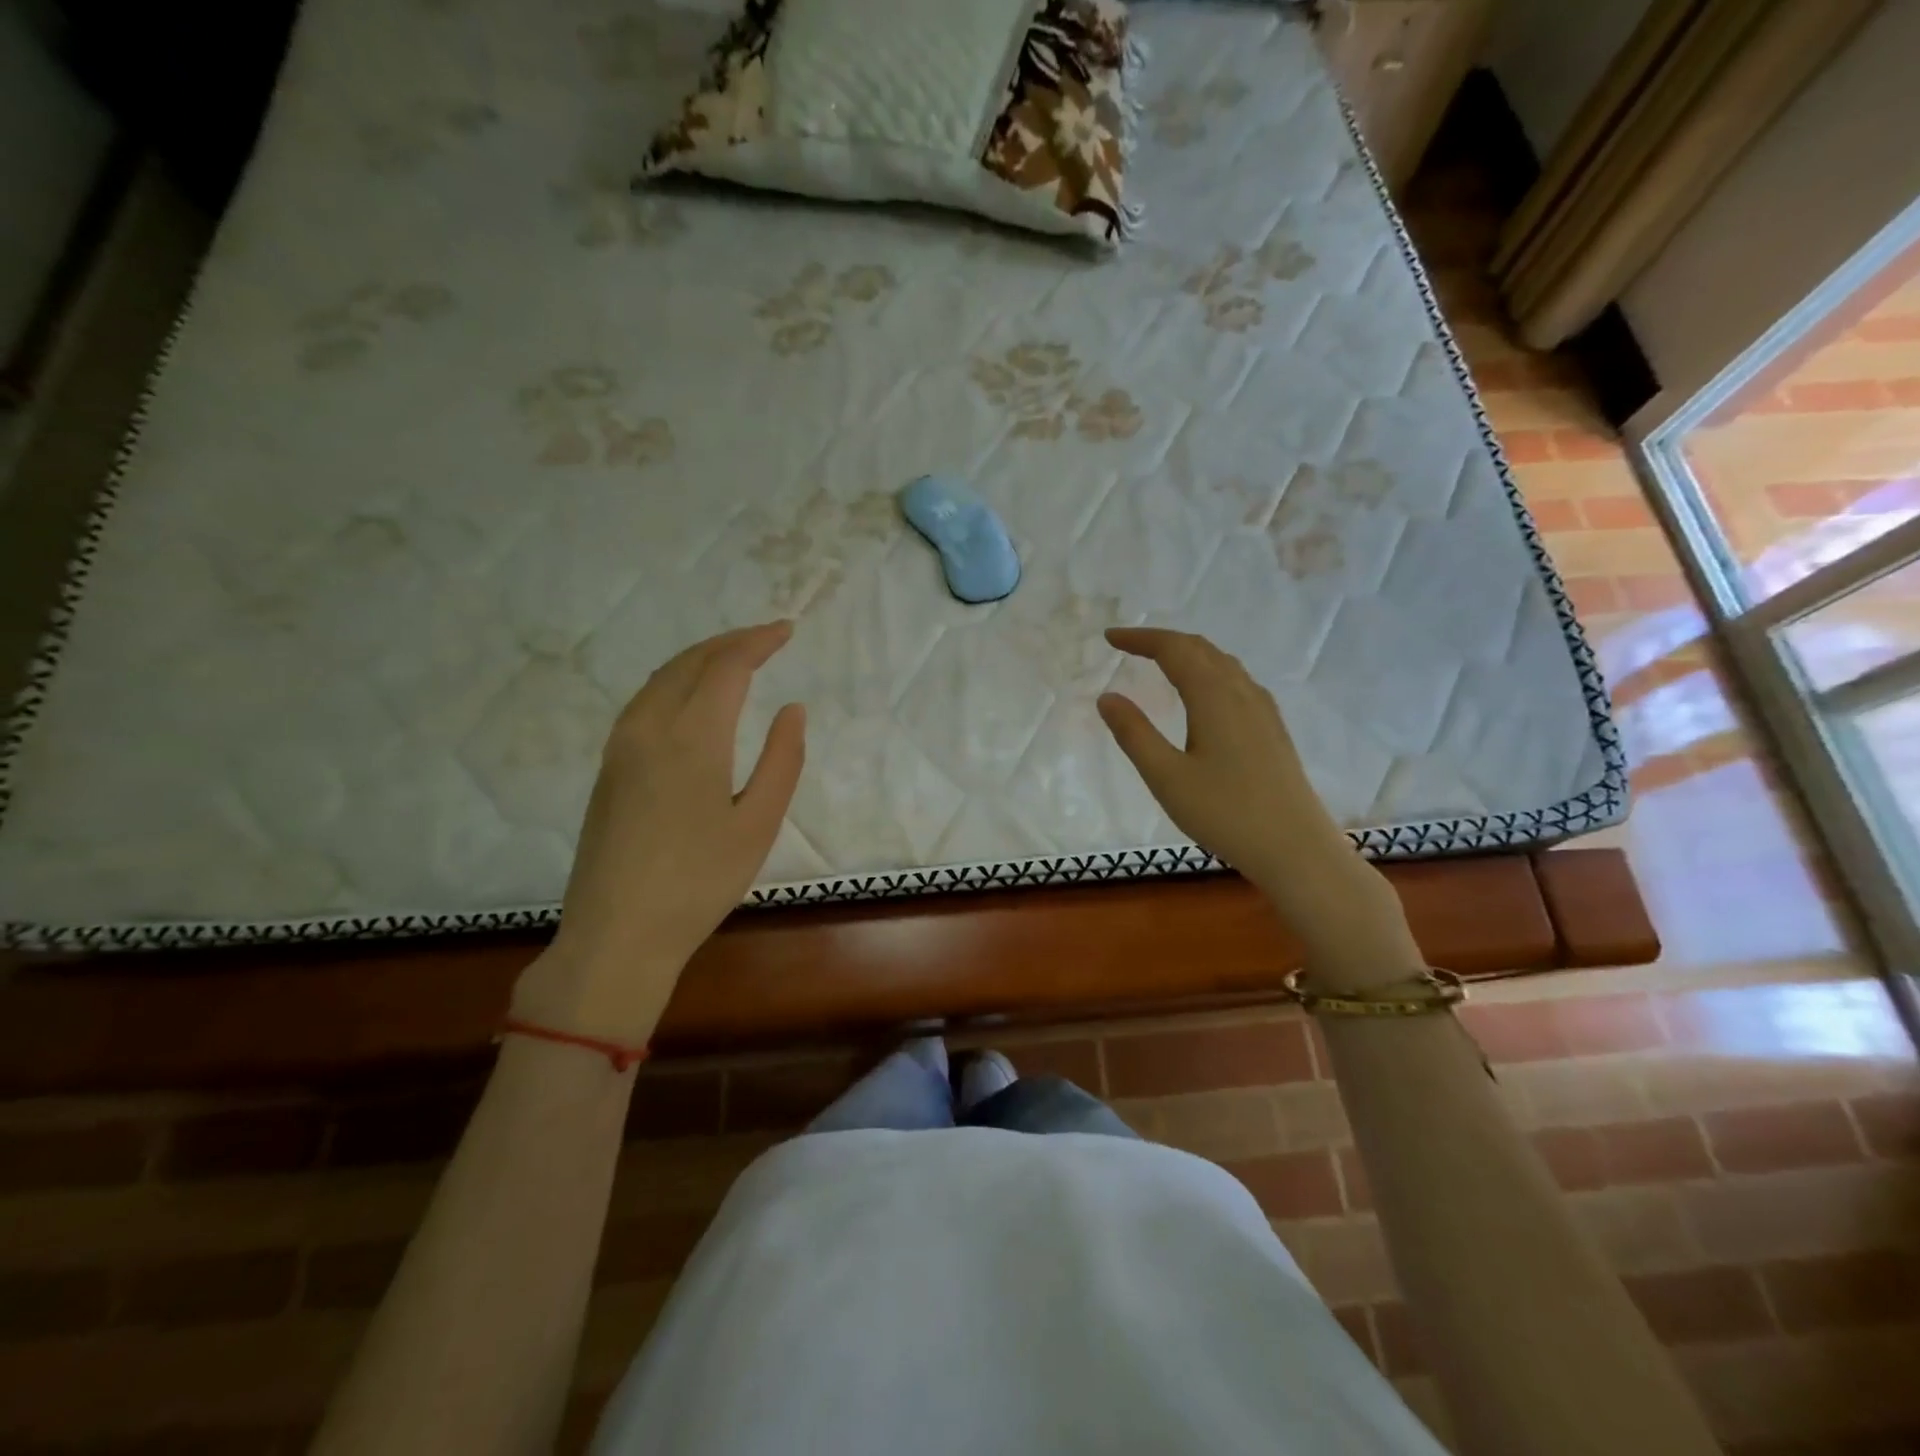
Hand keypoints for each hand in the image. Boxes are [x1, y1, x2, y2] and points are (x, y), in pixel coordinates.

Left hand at [513, 622, 805, 1045]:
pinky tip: (692, 697)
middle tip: (767, 638)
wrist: (617, 934)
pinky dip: (676, 680)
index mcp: (691, 737)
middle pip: (690, 662)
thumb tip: (792, 709)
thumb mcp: (759, 824)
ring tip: (735, 658)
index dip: (758, 641)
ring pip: (661, 678)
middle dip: (731, 641)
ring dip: (701, 658)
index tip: (787, 630)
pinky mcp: (608, 767)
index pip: (726, 666)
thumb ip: (782, 760)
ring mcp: (620, 746)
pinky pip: (644, 700)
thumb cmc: (700, 882)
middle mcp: (649, 727)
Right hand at [1098, 628, 1400, 952]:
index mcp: (1214, 697)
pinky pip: (1236, 681)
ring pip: (1222, 663)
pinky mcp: (1272, 728)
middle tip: (1128, 646)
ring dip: (1187, 653)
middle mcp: (1241, 692)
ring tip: (1159, 661)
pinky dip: (1208, 671)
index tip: (1110, 638)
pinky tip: (1204, 693)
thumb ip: (1134, 734)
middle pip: (1200, 648)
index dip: (1140, 638)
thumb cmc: (1225, 813)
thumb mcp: (1166, 777)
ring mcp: (1262, 709)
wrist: (1295, 847)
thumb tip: (1107, 697)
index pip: (1174, 649)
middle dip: (1162, 641)